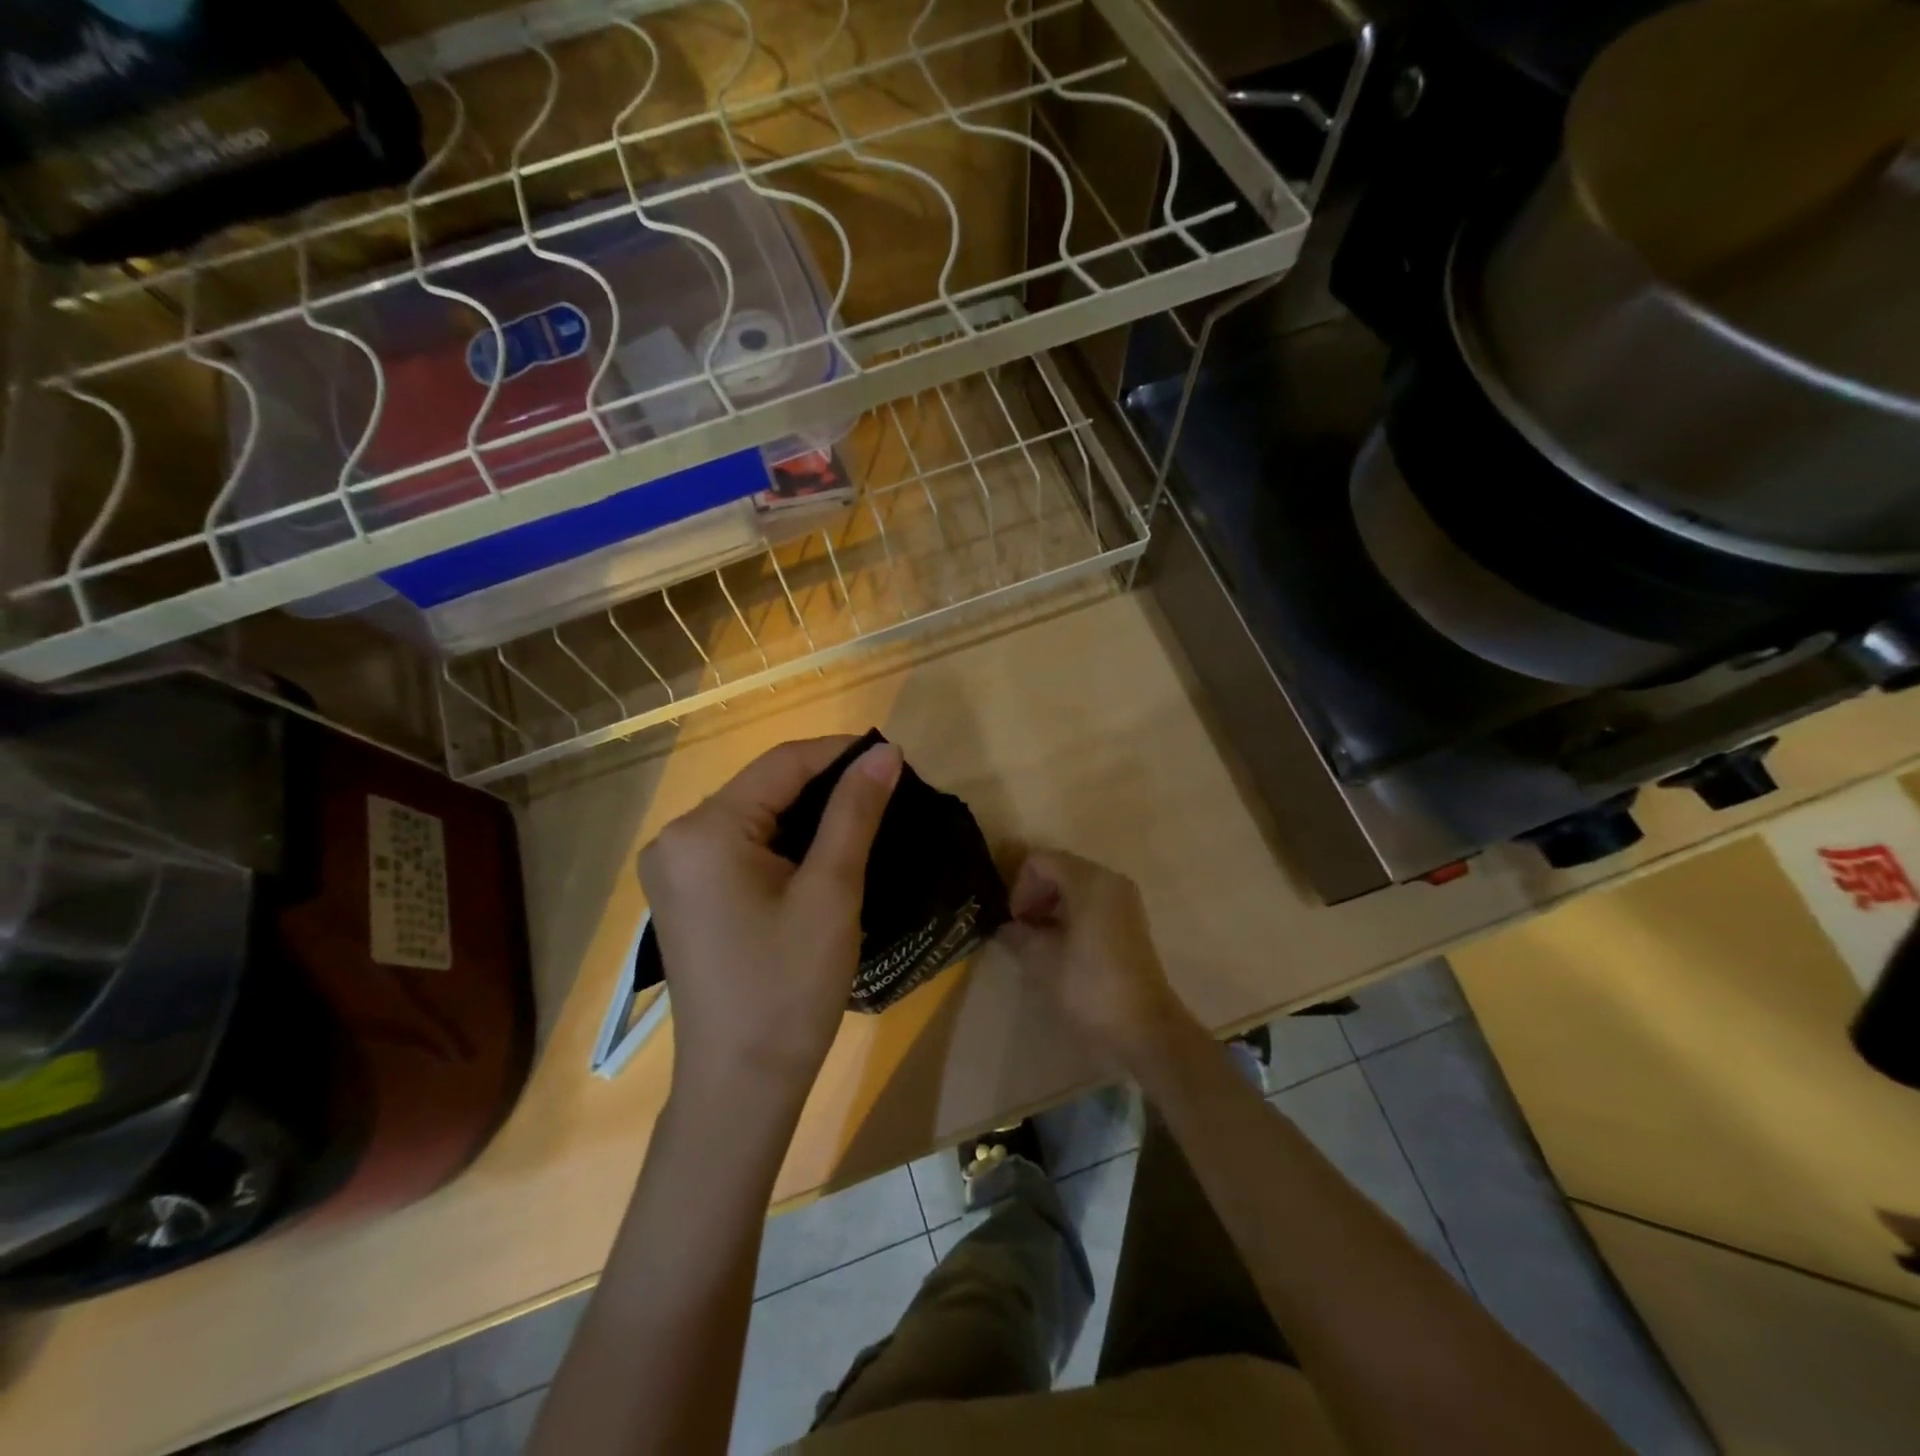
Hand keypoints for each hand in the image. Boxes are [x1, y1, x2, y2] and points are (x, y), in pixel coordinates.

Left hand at [639, 735, 901, 1101]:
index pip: (782, 764)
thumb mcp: (831, 891)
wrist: (740, 1085)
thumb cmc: (789, 987)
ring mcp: (674, 869)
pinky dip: (782, 842)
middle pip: (763, 788)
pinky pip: (738, 846)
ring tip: (864, 819)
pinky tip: (820, 853)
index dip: (841, 754)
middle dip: (826, 786)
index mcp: (704, 830)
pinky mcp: (683, 895)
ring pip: (753, 816)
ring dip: (807, 814)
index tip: (894, 760)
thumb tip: (884, 752)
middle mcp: (676, 838)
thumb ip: (855, 811)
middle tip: (886, 796)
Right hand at [997, 850, 1192, 1068]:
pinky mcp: (1130, 920)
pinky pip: (1092, 901)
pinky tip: (1062, 946)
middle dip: (1034, 894)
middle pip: (1059, 868)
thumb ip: (1018, 934)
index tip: (1015, 922)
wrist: (1144, 1028)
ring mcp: (1124, 899)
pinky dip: (1071, 914)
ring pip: (1075, 885)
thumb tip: (1005, 927)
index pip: (1039, 861)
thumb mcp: (1041, 960)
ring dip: (1051, 905)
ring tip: (1039, 941)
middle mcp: (1109, 879)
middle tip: (1022, 930)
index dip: (1019, 887)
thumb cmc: (1089, 986)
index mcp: (1088, 880)